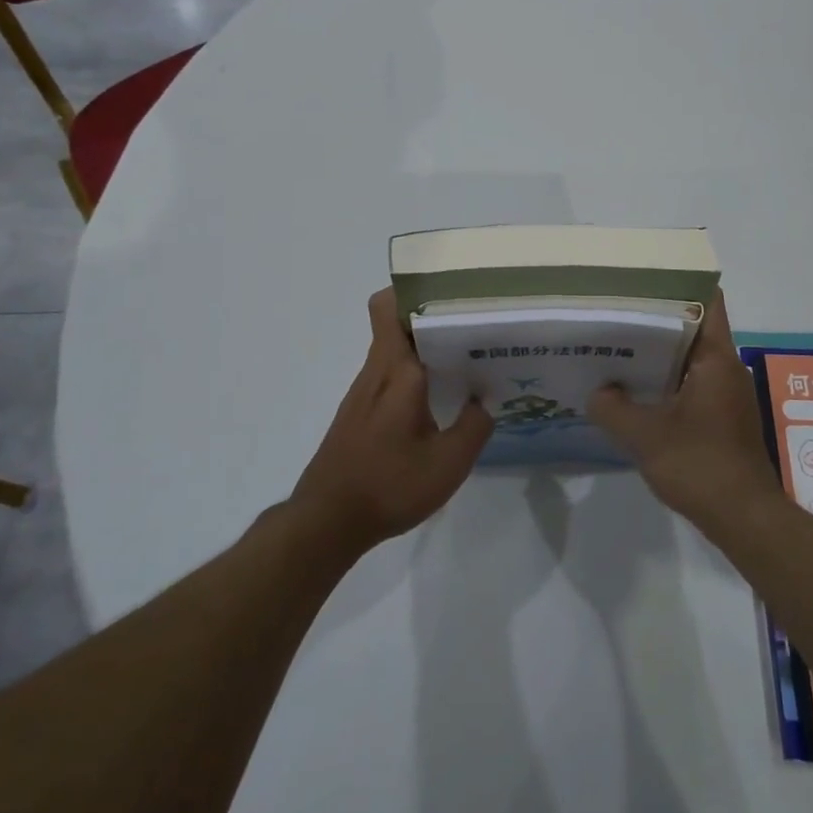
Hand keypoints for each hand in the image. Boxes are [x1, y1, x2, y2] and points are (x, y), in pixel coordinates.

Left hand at [291, 289, 492, 552]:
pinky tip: (437, 400)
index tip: (450, 292)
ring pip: (393, 351)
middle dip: (431, 318)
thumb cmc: (389, 485)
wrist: (326, 522)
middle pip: (396, 324)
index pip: (389, 307)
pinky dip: (413, 375)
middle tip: (473, 326)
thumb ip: (475, 426)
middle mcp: (376, 372)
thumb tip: (486, 399)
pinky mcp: (357, 414)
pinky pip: (388, 376)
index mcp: (397, 371)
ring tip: (464, 358)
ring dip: (423, 348)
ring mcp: (362, 393)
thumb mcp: (449, 463)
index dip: (413, 290)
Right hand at [586, 292, 782, 531]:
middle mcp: (726, 368)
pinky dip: (666, 380)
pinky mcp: (722, 417)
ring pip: (690, 358)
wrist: (744, 518)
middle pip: (694, 327)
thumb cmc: (701, 466)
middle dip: (657, 317)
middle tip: (616, 310)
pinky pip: (691, 383)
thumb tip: (596, 392)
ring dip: (659, 352)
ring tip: (618, 345)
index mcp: (716, 359)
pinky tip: (635, 390)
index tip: (643, 278)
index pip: (707, 301)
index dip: (679, 283)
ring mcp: (726, 393)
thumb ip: (613, 410)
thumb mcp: (646, 437)